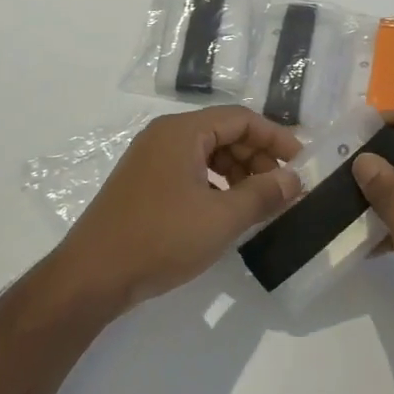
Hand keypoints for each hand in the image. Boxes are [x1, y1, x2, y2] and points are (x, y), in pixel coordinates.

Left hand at [57, 107, 303, 311]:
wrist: (92, 276)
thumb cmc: (160, 238)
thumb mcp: (221, 219)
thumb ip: (262, 195)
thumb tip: (294, 179)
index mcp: (182, 132)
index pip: (240, 118)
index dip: (275, 137)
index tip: (301, 162)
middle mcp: (164, 136)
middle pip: (223, 132)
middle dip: (257, 157)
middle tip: (282, 189)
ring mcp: (149, 159)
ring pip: (206, 154)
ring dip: (237, 173)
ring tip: (258, 204)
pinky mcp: (142, 184)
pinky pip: (189, 171)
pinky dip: (214, 185)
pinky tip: (225, 213)